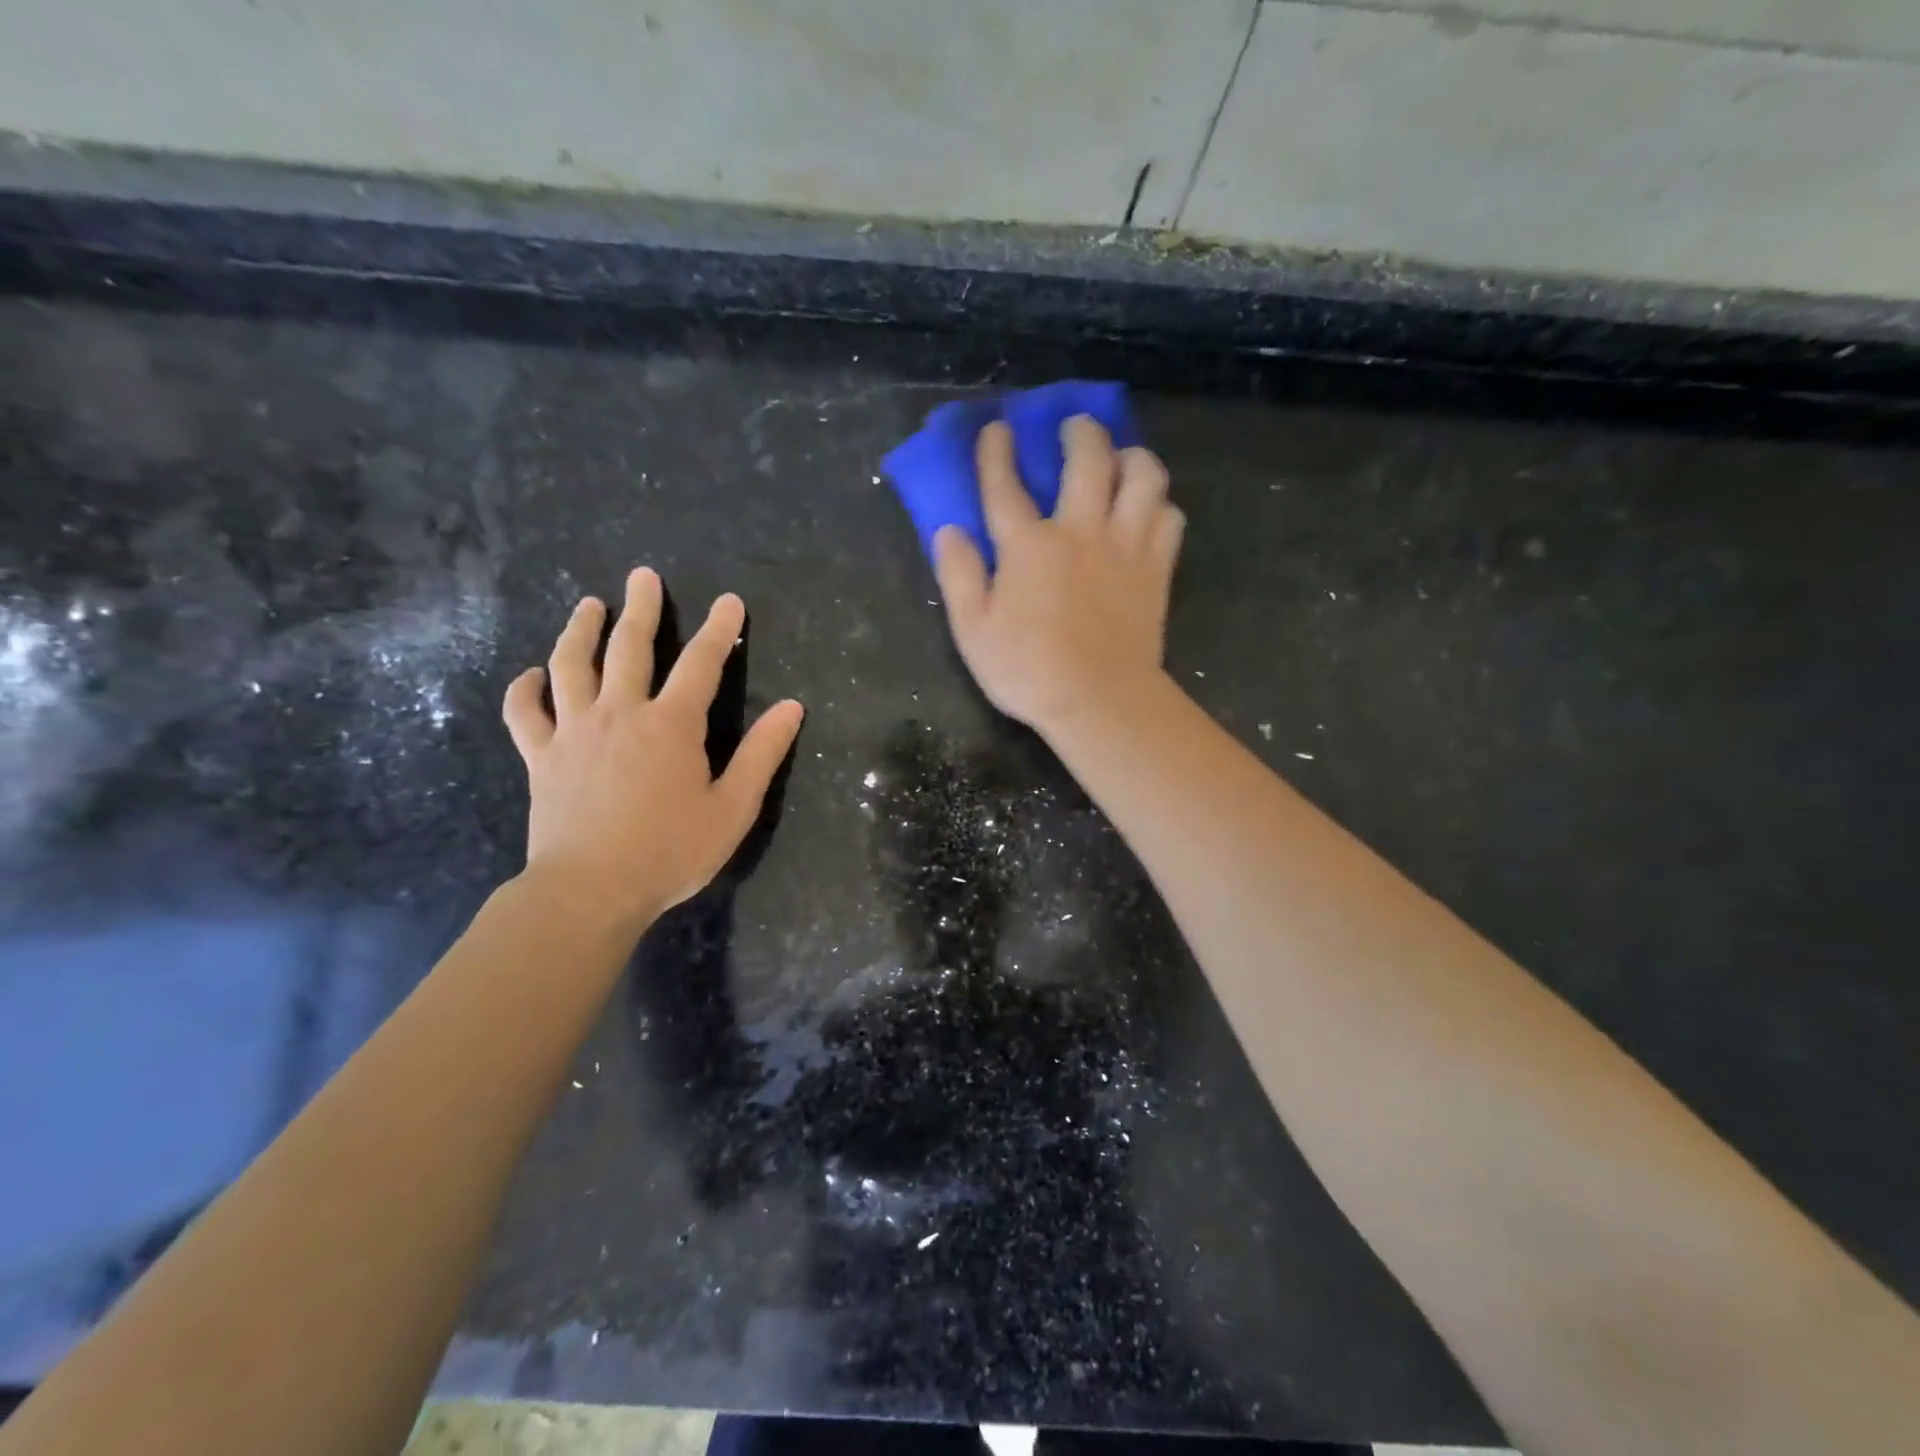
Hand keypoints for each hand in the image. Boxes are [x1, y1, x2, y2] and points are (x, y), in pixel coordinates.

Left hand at [502, 569, 803, 934]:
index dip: (720, 630)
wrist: (589, 891)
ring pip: (571, 665)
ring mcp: (573, 731)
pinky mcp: (540, 756)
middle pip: (630, 647)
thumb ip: (762, 754)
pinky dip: (526, 689)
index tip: (730, 601)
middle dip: (642, 608)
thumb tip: (792, 708)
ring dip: (581, 630)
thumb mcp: (733, 807)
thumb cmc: (670, 851)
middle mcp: (620, 713)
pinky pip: (525, 712)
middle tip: (642, 576)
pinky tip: (532, 676)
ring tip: (589, 605)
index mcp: (672, 725)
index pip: (702, 664)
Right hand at [933, 415, 1183, 737]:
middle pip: (1087, 458)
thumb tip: (949, 531)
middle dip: (1079, 431)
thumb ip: (959, 576)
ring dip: (1132, 456)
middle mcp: (1080, 530)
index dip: (997, 452)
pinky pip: (1169, 517)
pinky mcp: (1157, 568)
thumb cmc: (1028, 670)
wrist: (1100, 700)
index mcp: (1028, 545)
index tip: (998, 428)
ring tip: (1123, 459)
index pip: (1005, 484)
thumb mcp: (973, 630)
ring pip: (1143, 476)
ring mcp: (1126, 546)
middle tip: (1074, 427)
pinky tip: (1149, 510)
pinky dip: (1160, 504)